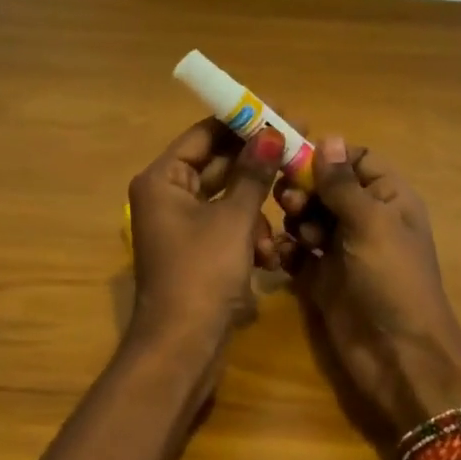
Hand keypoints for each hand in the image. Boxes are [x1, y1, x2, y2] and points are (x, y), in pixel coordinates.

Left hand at [127, 118, 284, 361]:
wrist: (183, 349)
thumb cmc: (202, 274)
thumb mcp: (234, 219)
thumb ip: (253, 172)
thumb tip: (271, 131)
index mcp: (163, 180)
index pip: (204, 134)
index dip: (242, 121)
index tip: (279, 110)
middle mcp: (167, 197)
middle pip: (218, 165)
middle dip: (257, 165)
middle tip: (298, 148)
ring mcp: (181, 226)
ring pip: (228, 199)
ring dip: (256, 210)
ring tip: (282, 218)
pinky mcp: (197, 252)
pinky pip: (227, 227)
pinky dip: (249, 235)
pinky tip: (269, 256)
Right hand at [277, 135, 460, 437]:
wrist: (398, 356)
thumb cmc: (392, 279)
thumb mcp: (371, 223)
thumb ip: (343, 183)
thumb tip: (329, 137)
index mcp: (388, 198)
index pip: (356, 160)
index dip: (328, 156)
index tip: (294, 155)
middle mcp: (365, 219)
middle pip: (326, 187)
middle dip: (305, 189)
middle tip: (290, 201)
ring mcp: (342, 250)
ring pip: (309, 217)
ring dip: (295, 218)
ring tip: (296, 235)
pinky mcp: (321, 278)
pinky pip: (297, 252)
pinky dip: (286, 249)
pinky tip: (279, 254)